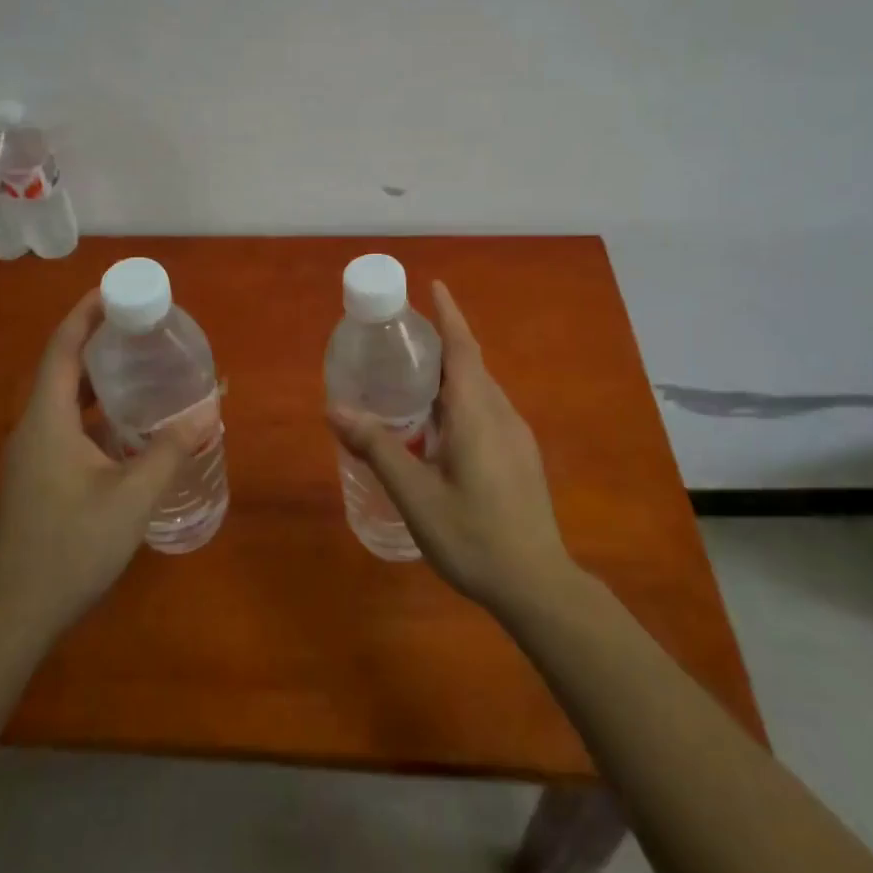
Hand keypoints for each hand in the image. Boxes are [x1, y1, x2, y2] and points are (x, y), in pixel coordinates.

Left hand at [0, 289, 186, 634]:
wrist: (19, 612)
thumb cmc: (74, 545)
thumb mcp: (133, 495)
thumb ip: (172, 450)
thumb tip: (210, 411)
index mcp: (47, 419)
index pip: (62, 347)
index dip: (85, 313)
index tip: (115, 289)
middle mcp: (33, 426)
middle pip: (62, 365)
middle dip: (97, 338)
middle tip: (141, 326)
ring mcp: (31, 452)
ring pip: (64, 396)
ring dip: (97, 374)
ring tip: (139, 363)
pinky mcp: (37, 473)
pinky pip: (65, 421)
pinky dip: (94, 406)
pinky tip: (126, 420)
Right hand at [329, 280, 574, 615]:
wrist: (538, 586)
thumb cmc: (473, 536)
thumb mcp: (415, 494)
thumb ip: (377, 448)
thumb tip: (335, 408)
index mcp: (478, 413)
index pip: (463, 347)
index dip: (449, 314)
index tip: (433, 285)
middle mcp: (501, 413)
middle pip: (471, 363)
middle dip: (441, 342)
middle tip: (400, 337)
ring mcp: (516, 435)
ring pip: (480, 389)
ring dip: (450, 374)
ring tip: (411, 379)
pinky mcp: (520, 456)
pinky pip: (486, 410)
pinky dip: (459, 400)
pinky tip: (437, 427)